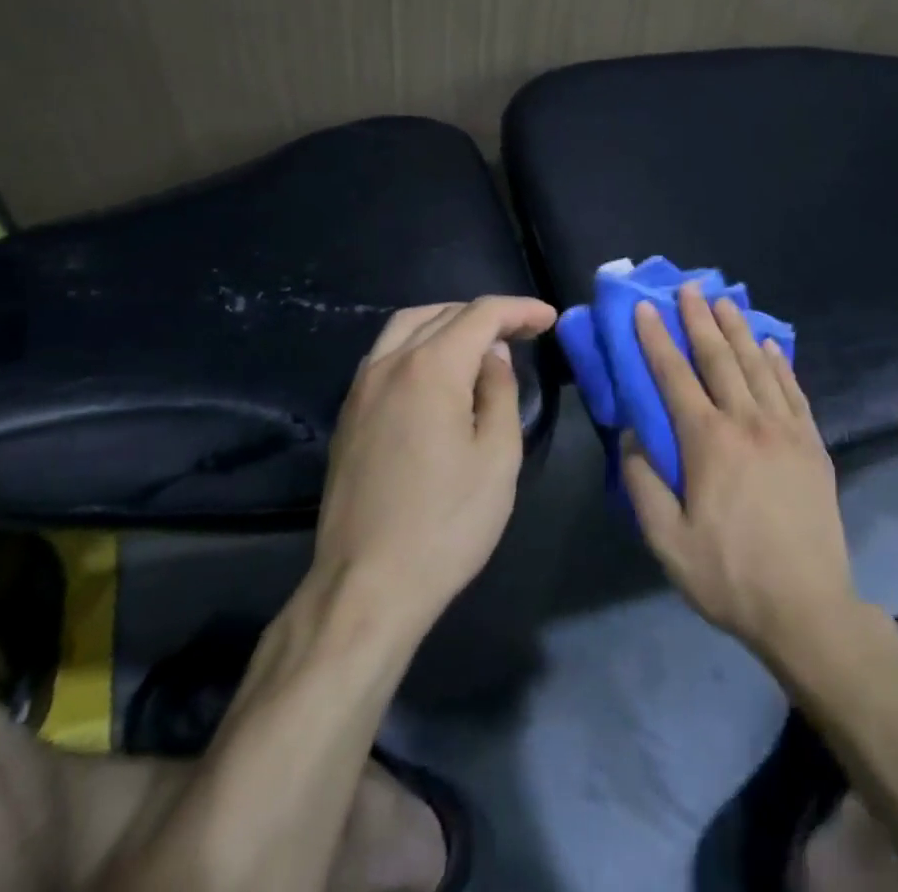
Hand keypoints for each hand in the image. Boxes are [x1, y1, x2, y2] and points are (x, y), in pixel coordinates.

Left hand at [310, 295, 555, 642]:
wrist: (365, 587)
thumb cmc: (445, 524)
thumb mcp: (497, 458)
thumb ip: (500, 392)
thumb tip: (493, 357)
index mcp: (430, 368)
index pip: (481, 315)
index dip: (519, 310)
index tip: (549, 319)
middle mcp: (390, 364)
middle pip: (442, 314)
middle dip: (487, 316)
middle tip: (523, 333)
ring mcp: (361, 388)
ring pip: (406, 327)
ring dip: (448, 322)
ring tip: (481, 344)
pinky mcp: (348, 414)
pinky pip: (386, 354)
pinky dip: (418, 345)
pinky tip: (437, 373)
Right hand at [622, 283, 861, 659]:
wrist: (808, 607)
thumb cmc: (729, 575)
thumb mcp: (667, 541)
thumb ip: (643, 484)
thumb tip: (630, 438)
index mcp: (708, 442)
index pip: (674, 376)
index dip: (657, 339)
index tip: (645, 308)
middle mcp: (747, 422)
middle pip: (719, 358)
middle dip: (700, 319)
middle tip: (689, 287)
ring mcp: (785, 429)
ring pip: (758, 365)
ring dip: (738, 329)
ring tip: (725, 301)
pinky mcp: (812, 443)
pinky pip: (793, 390)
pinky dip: (779, 363)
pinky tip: (771, 346)